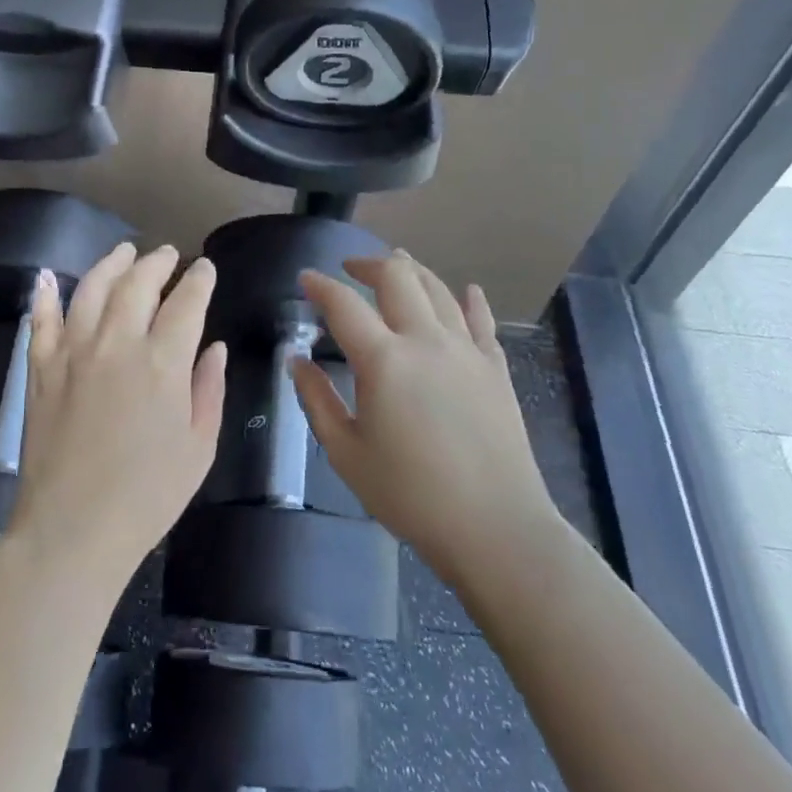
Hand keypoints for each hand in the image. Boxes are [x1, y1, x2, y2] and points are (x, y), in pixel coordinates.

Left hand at [10, 242, 226, 593]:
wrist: (73, 529)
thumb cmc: (148, 495)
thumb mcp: (199, 447)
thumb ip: (209, 389)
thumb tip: (215, 348)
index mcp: (163, 362)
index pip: (186, 302)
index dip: (199, 280)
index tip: (205, 268)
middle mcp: (117, 343)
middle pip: (138, 284)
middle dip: (158, 263)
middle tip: (168, 254)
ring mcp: (73, 352)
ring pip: (92, 289)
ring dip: (111, 264)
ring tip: (124, 252)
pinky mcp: (41, 369)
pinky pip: (41, 320)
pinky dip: (45, 295)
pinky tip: (48, 276)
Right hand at [294, 250, 561, 590]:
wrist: (494, 527)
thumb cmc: (410, 495)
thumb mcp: (346, 453)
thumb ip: (317, 400)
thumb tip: (297, 361)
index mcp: (383, 360)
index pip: (344, 304)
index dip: (321, 286)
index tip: (306, 279)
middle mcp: (425, 340)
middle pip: (397, 278)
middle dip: (369, 264)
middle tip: (350, 269)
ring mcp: (466, 350)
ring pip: (439, 289)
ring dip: (413, 271)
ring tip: (398, 265)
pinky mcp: (495, 368)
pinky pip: (481, 321)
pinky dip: (470, 300)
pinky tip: (468, 291)